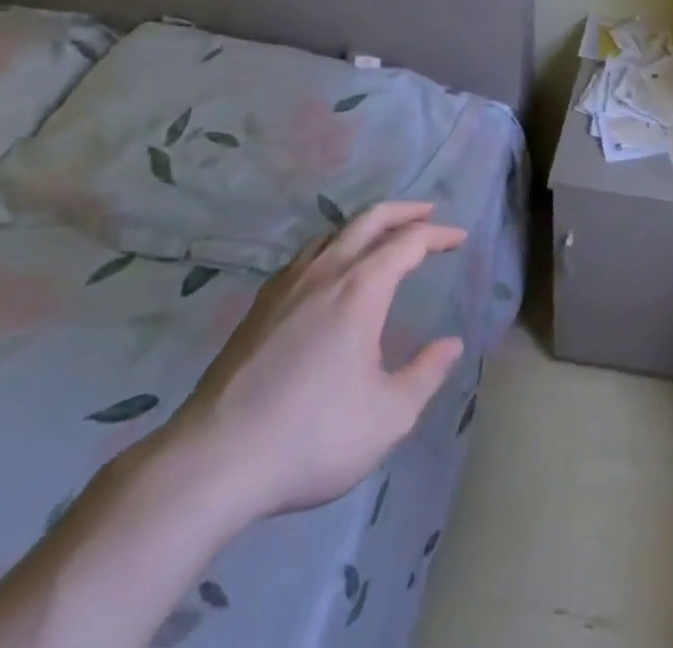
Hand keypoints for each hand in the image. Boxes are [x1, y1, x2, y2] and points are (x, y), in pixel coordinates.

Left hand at [152, 201, 465, 529]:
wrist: (213, 462)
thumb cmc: (311, 437)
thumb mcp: (388, 417)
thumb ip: (426, 374)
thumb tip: (452, 344)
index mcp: (361, 290)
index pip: (408, 242)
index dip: (438, 235)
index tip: (459, 238)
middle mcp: (325, 273)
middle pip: (369, 219)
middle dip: (404, 210)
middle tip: (428, 211)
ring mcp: (287, 286)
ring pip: (333, 233)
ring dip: (365, 225)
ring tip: (382, 235)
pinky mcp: (259, 307)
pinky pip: (306, 255)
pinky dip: (332, 245)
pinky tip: (329, 270)